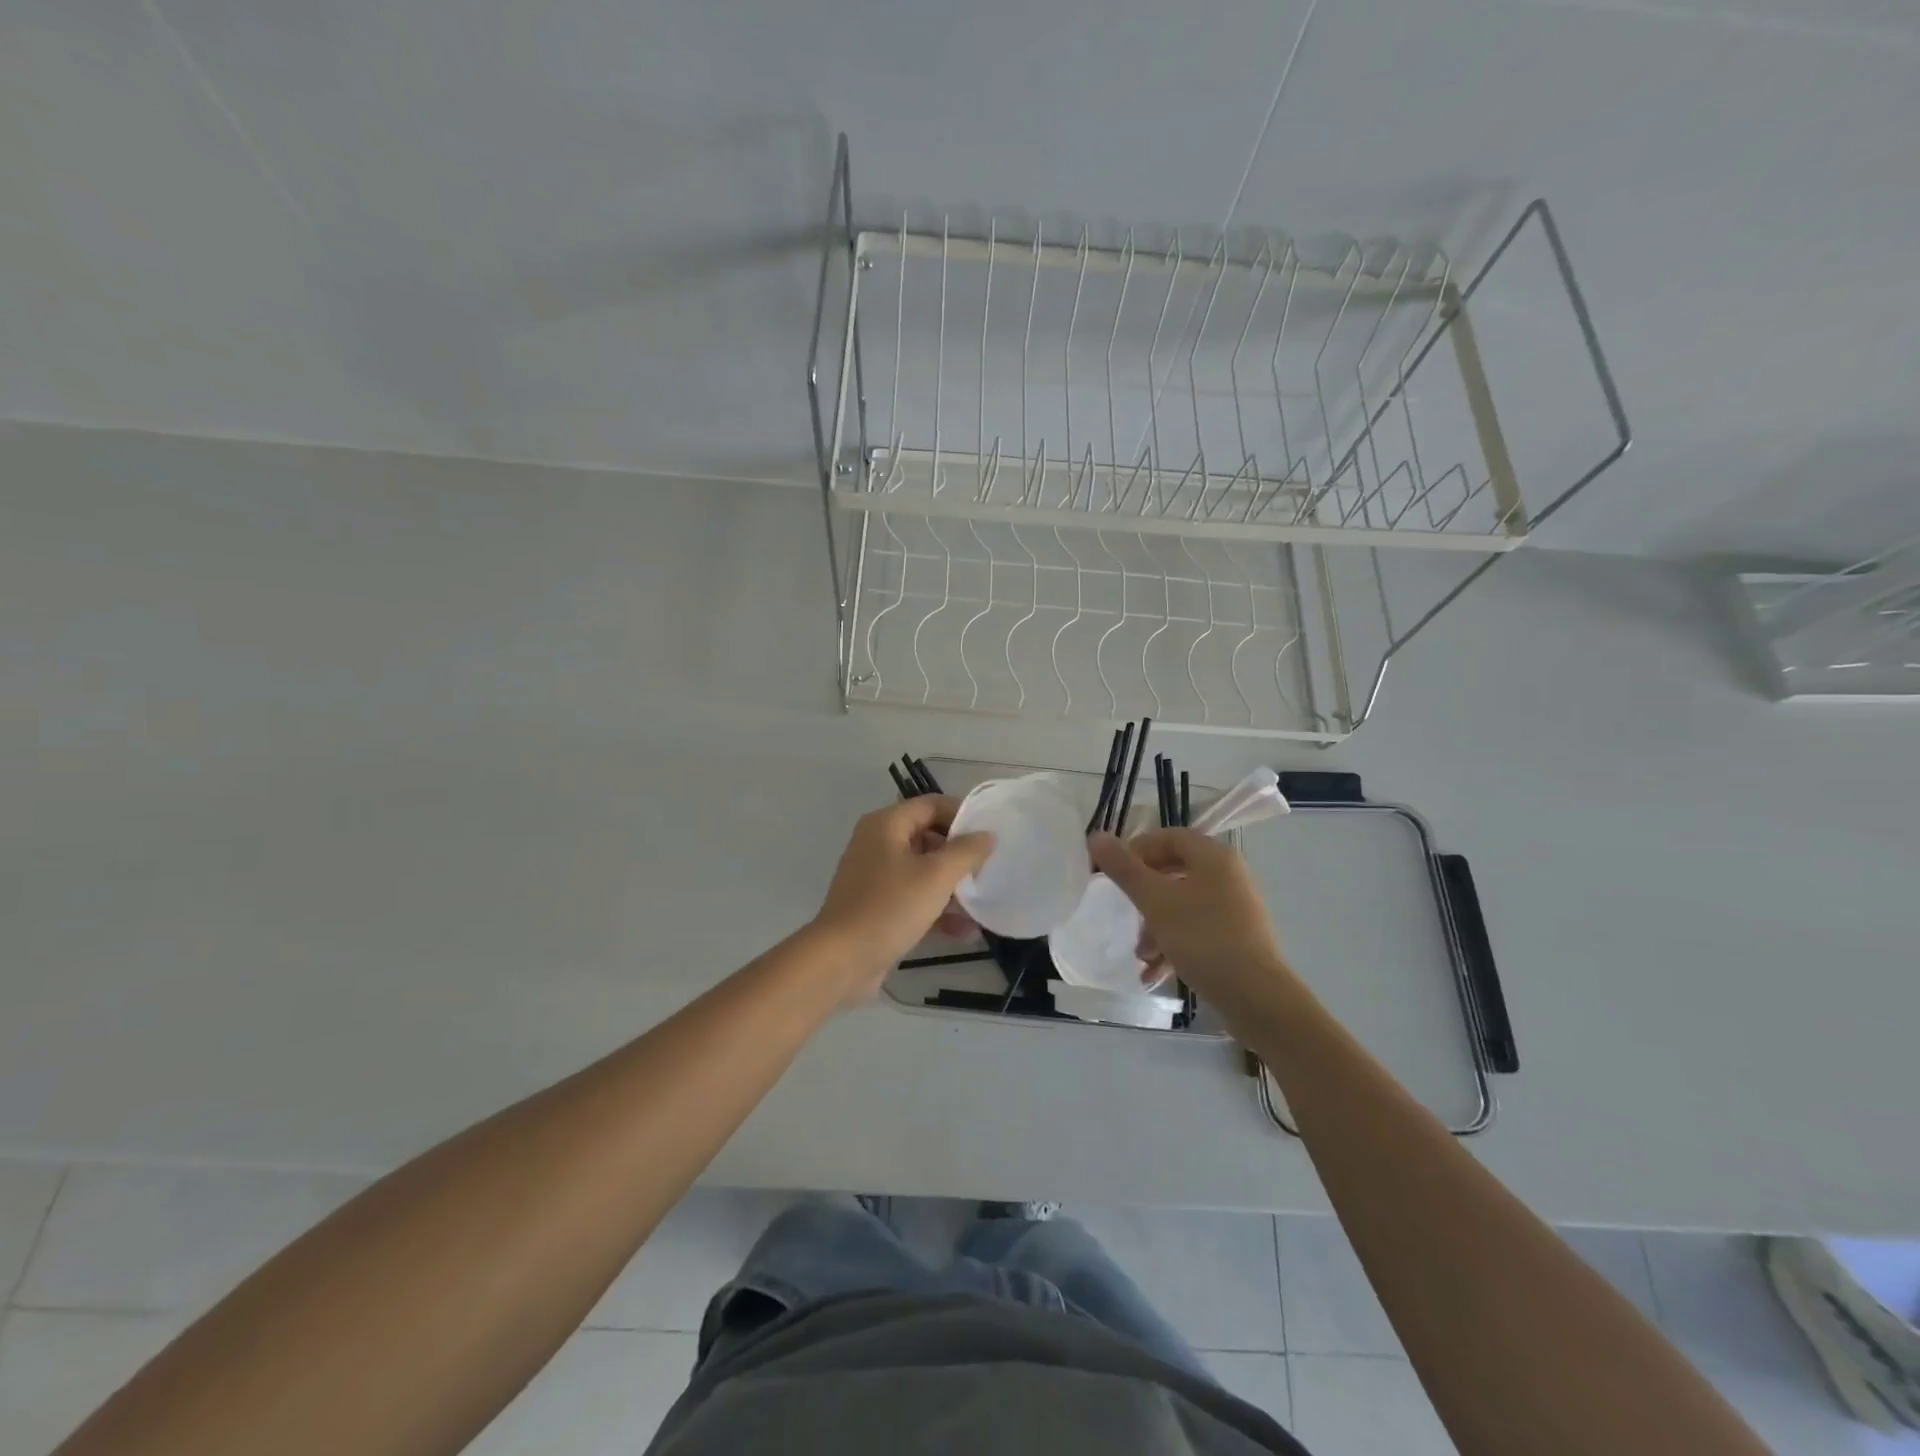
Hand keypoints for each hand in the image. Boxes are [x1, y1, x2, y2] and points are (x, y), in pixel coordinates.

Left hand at [811, 797, 994, 995]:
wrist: (841, 960)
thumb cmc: (890, 907)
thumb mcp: (936, 876)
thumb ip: (966, 851)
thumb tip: (987, 835)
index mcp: (886, 825)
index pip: (931, 805)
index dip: (962, 814)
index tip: (990, 833)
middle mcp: (877, 844)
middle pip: (927, 837)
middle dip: (959, 854)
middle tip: (988, 867)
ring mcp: (875, 877)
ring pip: (922, 871)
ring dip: (951, 885)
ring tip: (981, 901)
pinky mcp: (876, 907)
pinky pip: (912, 898)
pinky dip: (935, 909)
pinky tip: (964, 931)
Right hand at [1090, 828, 1299, 1013]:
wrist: (1257, 997)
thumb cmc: (1203, 938)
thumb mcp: (1155, 902)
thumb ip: (1124, 868)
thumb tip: (1096, 836)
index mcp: (1213, 856)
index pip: (1167, 836)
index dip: (1135, 849)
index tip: (1111, 872)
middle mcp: (1228, 874)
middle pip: (1174, 871)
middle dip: (1143, 894)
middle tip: (1121, 910)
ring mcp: (1235, 906)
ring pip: (1183, 904)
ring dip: (1155, 926)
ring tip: (1139, 954)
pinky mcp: (1237, 936)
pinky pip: (1197, 928)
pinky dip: (1174, 944)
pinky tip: (1155, 973)